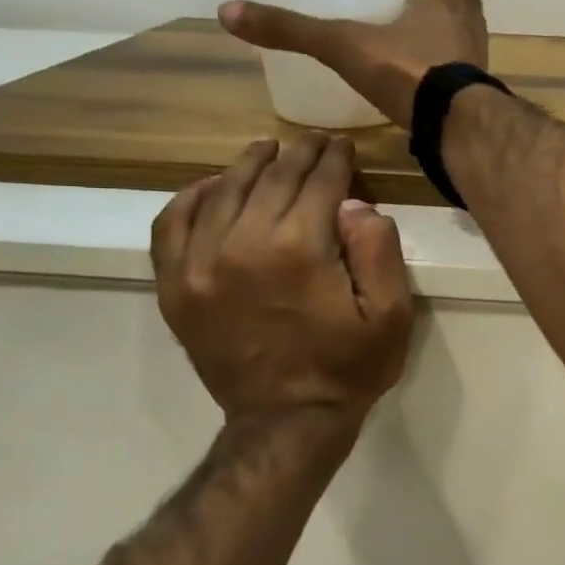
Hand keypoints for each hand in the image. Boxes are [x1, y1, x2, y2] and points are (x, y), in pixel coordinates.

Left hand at [151, 135, 414, 423]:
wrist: (286, 423)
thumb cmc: (348, 369)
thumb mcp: (392, 315)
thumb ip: (379, 251)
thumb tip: (355, 204)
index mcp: (301, 248)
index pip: (319, 182)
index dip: (335, 159)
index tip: (342, 144)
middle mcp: (244, 243)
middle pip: (273, 179)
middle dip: (299, 154)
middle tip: (314, 142)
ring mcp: (200, 264)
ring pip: (224, 191)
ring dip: (250, 165)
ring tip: (268, 150)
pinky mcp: (175, 286)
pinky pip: (172, 224)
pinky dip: (192, 197)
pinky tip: (213, 187)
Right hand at [220, 0, 489, 126]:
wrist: (452, 127)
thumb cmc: (407, 70)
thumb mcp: (344, 46)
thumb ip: (293, 30)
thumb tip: (229, 11)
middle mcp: (468, 23)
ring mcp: (475, 60)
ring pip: (467, 30)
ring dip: (452, 23)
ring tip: (425, 24)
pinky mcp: (472, 93)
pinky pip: (461, 67)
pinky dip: (446, 62)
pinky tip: (424, 74)